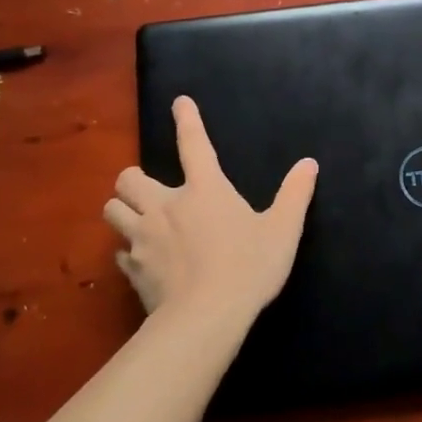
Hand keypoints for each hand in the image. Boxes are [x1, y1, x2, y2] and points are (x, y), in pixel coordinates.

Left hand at [103, 97, 318, 325]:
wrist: (206, 318)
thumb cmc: (248, 268)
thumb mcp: (283, 230)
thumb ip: (295, 195)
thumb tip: (309, 164)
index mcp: (205, 189)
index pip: (193, 143)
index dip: (187, 119)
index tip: (179, 103)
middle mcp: (166, 206)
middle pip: (130, 178)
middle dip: (134, 180)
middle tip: (149, 191)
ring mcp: (144, 238)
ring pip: (112, 211)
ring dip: (123, 211)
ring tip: (138, 220)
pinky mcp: (133, 270)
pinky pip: (119, 252)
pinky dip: (128, 251)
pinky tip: (142, 259)